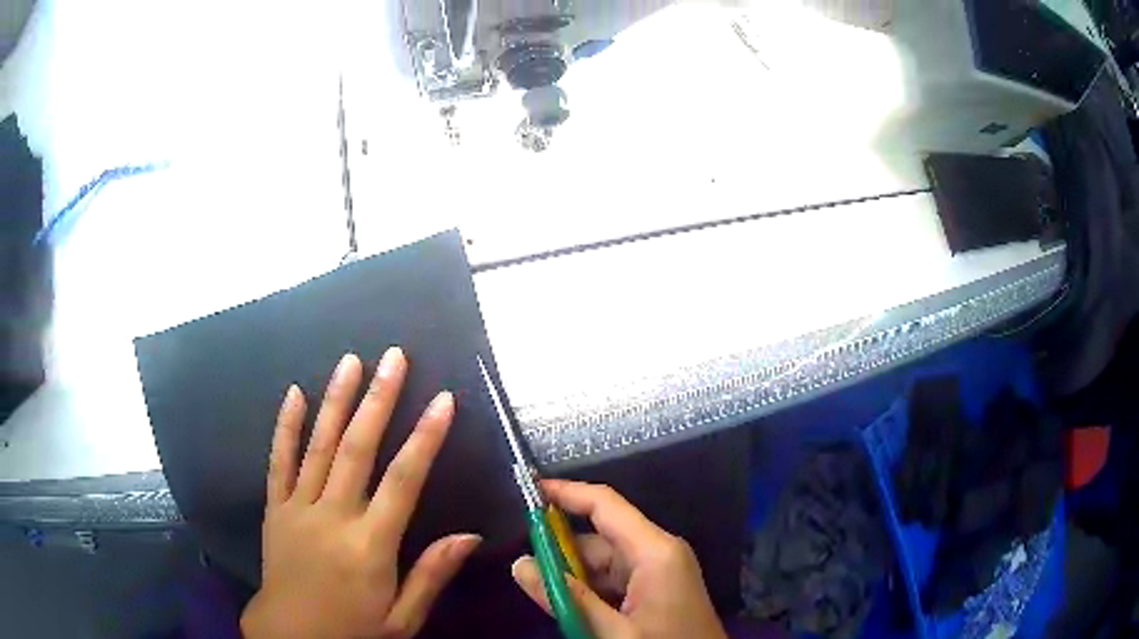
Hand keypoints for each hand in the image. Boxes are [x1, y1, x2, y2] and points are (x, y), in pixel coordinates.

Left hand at [241, 348, 479, 638]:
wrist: (291, 636)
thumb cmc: (353, 630)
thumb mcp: (403, 619)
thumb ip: (432, 575)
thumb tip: (470, 536)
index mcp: (370, 545)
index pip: (403, 482)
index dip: (424, 438)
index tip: (442, 400)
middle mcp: (333, 516)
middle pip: (357, 449)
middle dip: (378, 399)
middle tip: (393, 357)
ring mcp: (299, 508)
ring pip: (318, 446)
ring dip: (336, 401)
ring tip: (351, 361)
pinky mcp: (275, 507)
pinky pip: (278, 461)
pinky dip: (285, 426)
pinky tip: (294, 394)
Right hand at [510, 480, 726, 638]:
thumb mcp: (613, 632)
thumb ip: (567, 599)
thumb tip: (519, 564)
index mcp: (655, 551)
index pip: (605, 504)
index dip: (566, 492)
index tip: (526, 491)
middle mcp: (658, 552)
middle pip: (598, 537)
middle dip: (560, 551)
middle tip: (523, 571)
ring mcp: (659, 571)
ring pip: (602, 562)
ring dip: (572, 577)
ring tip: (544, 595)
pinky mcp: (656, 589)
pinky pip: (612, 580)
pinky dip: (589, 590)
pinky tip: (571, 608)